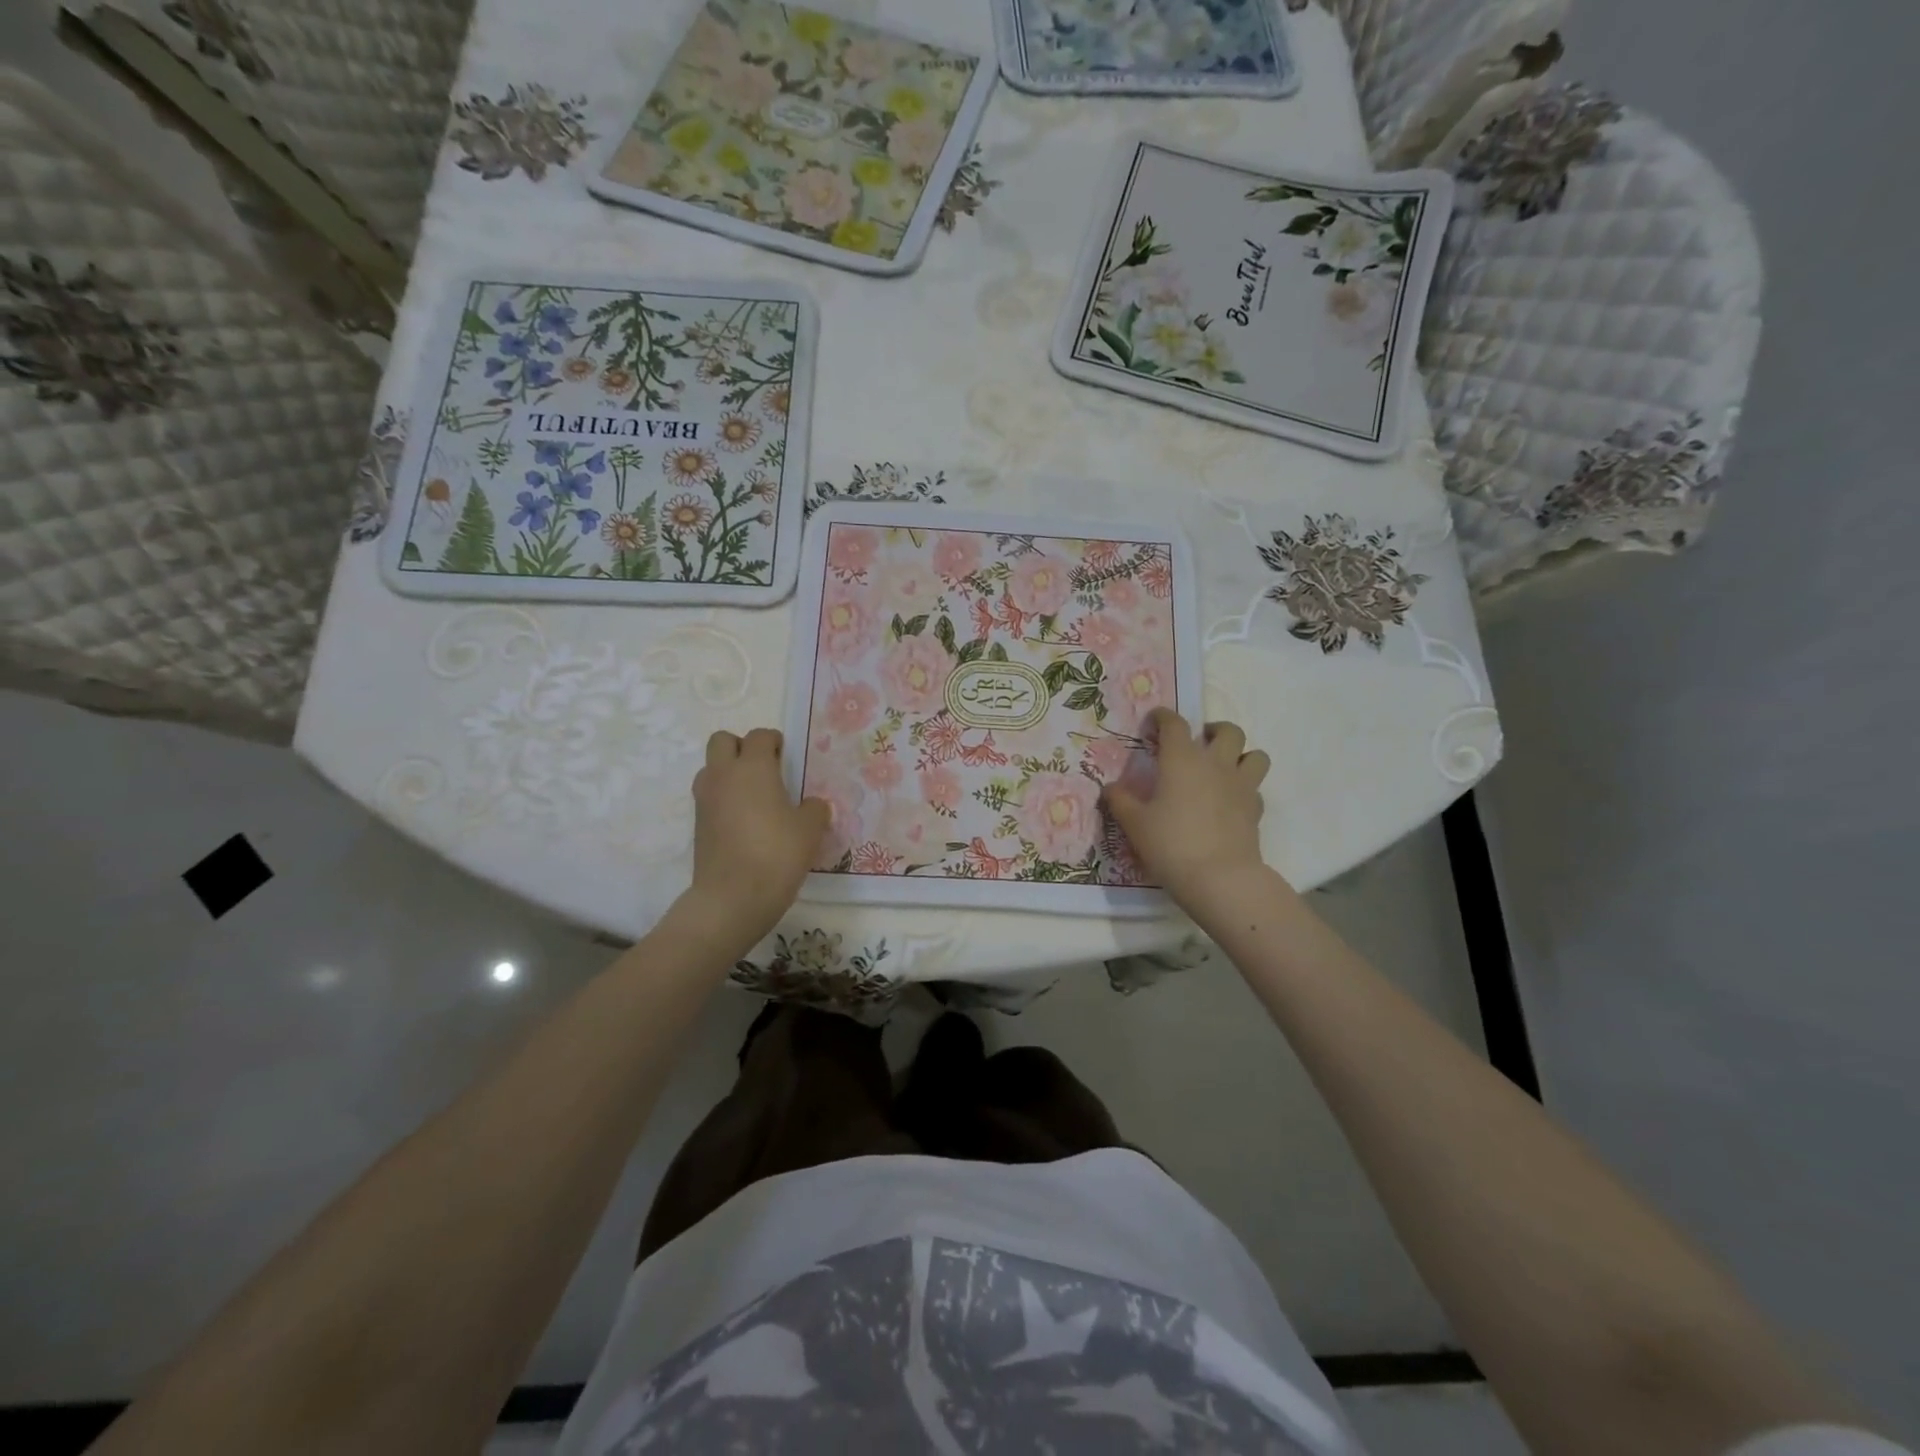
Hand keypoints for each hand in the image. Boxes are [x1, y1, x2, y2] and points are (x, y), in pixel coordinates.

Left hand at [682, 728, 828, 948]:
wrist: (732, 897)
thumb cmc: (777, 854)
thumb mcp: (810, 830)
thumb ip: (814, 809)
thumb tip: (812, 805)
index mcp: (753, 767)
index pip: (759, 736)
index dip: (774, 742)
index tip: (787, 756)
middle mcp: (723, 775)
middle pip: (722, 741)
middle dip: (742, 747)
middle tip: (765, 769)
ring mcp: (705, 800)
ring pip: (711, 768)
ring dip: (728, 773)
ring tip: (753, 796)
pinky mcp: (697, 824)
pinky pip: (709, 797)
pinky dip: (723, 799)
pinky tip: (744, 822)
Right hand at [1103, 710, 1271, 911]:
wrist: (1219, 877)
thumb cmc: (1170, 844)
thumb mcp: (1134, 824)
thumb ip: (1120, 801)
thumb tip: (1110, 788)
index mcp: (1182, 759)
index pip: (1175, 724)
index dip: (1164, 717)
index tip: (1155, 721)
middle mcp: (1215, 763)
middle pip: (1228, 731)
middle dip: (1213, 730)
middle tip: (1199, 742)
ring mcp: (1241, 785)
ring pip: (1255, 754)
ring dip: (1241, 754)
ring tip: (1225, 766)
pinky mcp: (1256, 809)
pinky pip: (1255, 787)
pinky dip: (1245, 787)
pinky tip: (1230, 801)